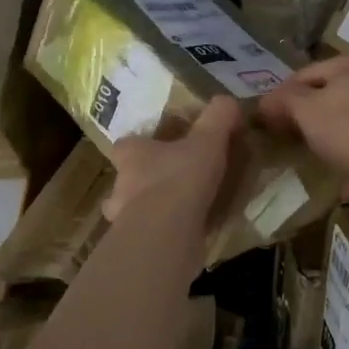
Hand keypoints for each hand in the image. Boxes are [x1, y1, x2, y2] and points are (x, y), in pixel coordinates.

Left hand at [102, 96, 242, 226]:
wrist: (167, 234)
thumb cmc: (181, 178)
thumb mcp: (208, 139)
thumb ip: (218, 116)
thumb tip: (228, 101)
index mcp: (130, 154)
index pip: (126, 145)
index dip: (143, 145)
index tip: (163, 149)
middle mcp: (119, 185)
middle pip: (128, 179)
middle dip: (147, 181)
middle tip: (176, 183)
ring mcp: (123, 220)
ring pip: (135, 211)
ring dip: (154, 212)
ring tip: (184, 213)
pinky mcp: (136, 247)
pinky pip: (150, 236)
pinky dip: (165, 235)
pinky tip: (189, 236)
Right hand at [257, 54, 348, 194]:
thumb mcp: (307, 111)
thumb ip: (285, 100)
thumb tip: (265, 101)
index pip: (303, 74)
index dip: (281, 96)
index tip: (267, 120)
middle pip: (326, 90)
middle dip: (305, 110)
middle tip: (287, 134)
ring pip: (345, 109)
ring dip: (327, 125)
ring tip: (311, 147)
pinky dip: (348, 138)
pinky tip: (340, 155)